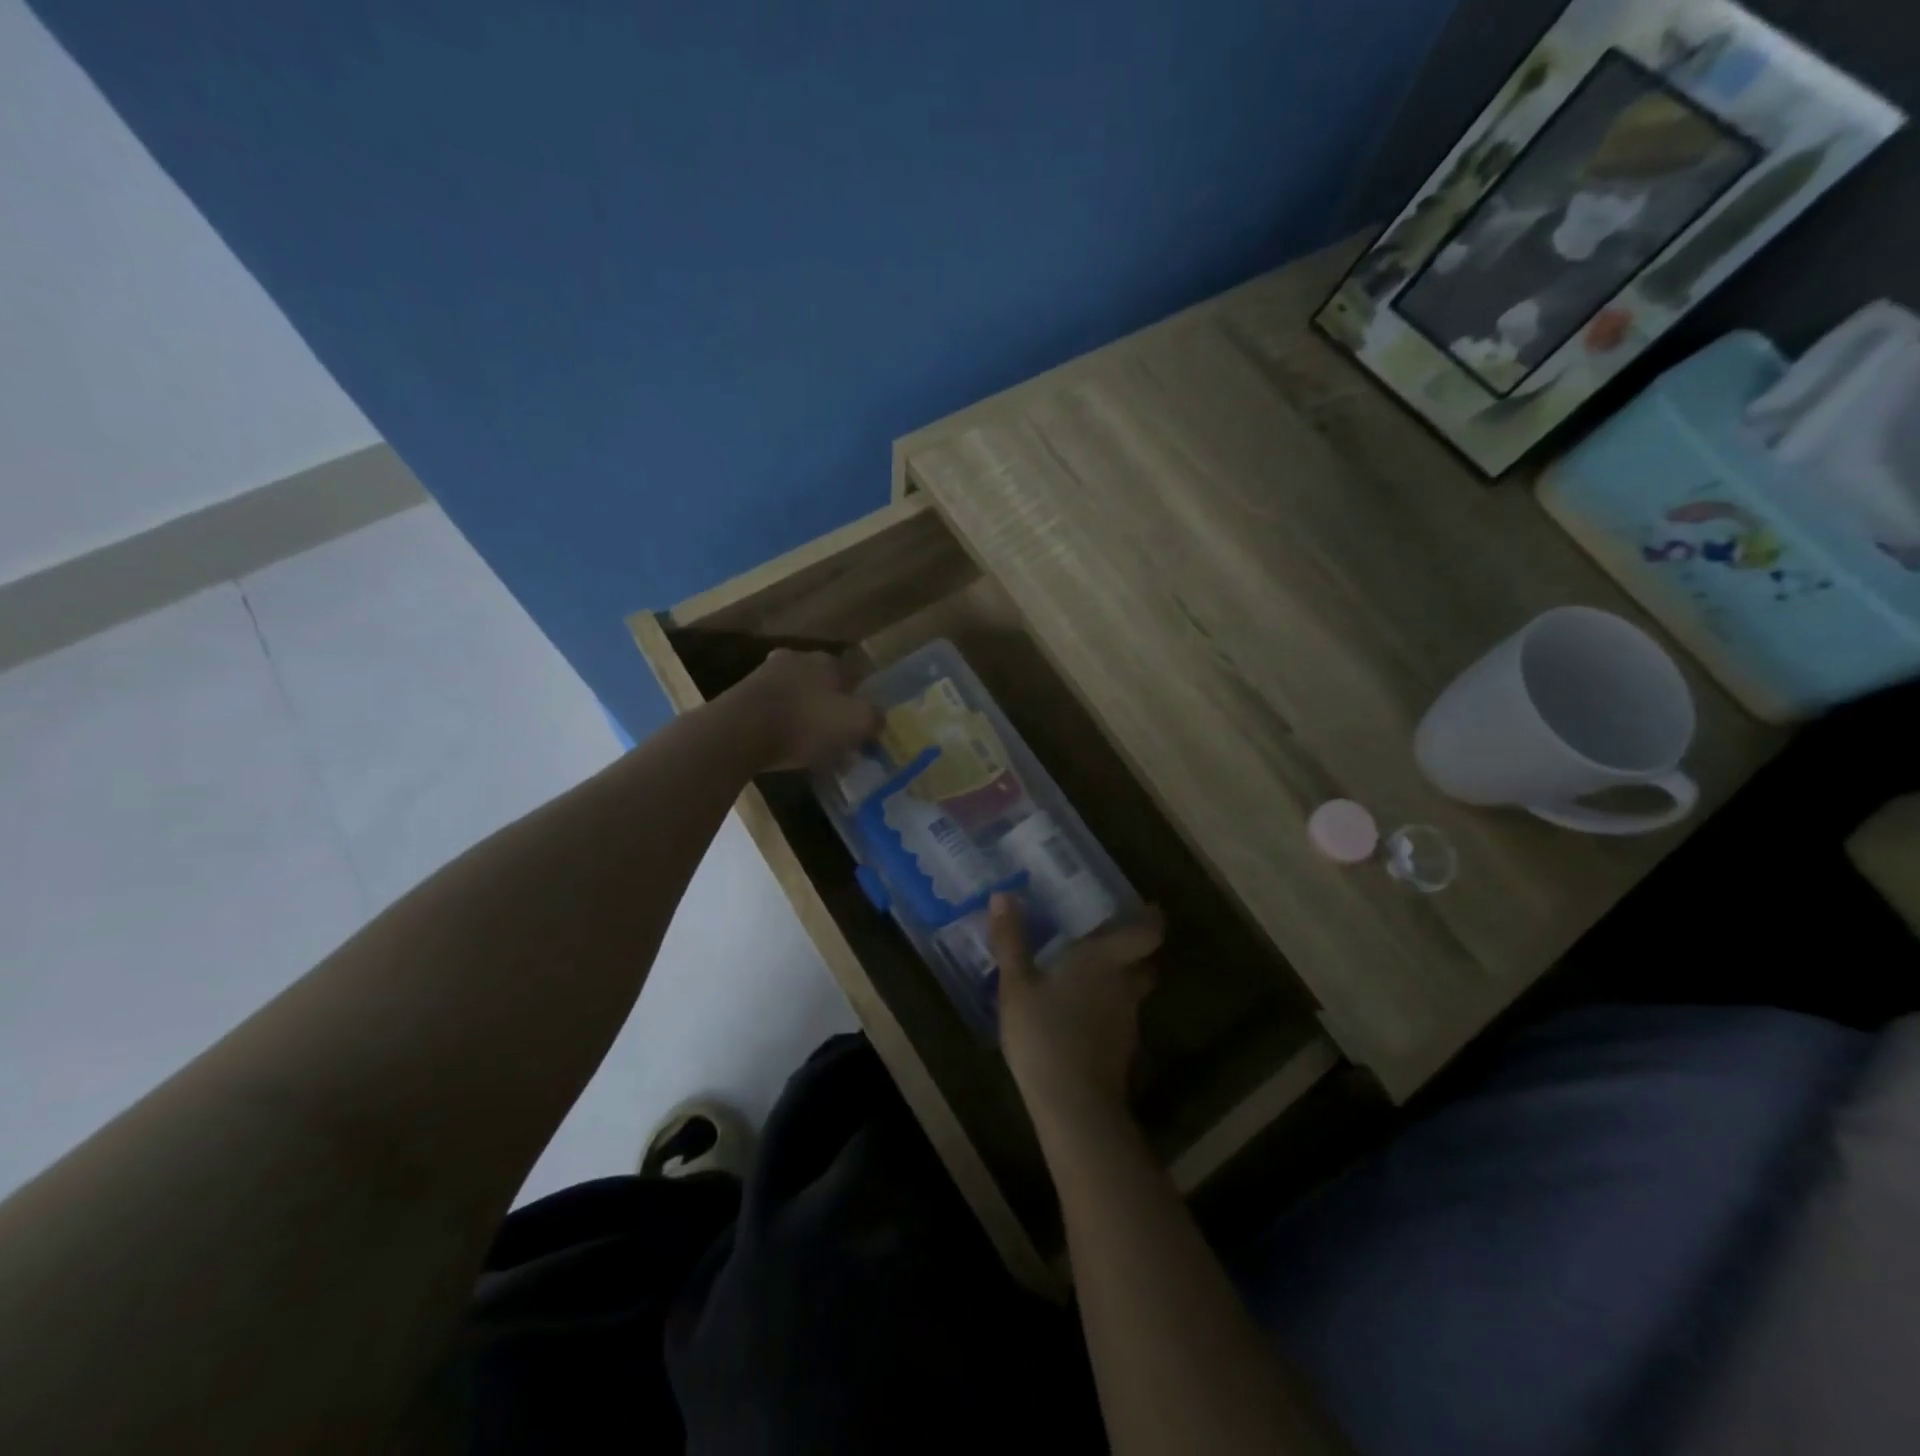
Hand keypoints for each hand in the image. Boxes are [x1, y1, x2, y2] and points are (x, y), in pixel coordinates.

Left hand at [724, 648, 880, 770]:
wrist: (739, 732)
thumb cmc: (806, 723)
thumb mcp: (856, 723)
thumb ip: (874, 718)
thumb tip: (877, 718)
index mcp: (826, 661)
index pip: (852, 677)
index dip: (860, 702)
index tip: (861, 728)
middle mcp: (796, 660)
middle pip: (822, 687)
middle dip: (831, 711)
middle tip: (837, 740)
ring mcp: (764, 676)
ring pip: (796, 698)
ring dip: (805, 719)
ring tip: (811, 750)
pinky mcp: (741, 698)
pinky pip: (773, 713)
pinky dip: (781, 728)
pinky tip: (785, 749)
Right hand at [989, 893, 1164, 1123]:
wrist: (1074, 1107)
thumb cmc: (1044, 1033)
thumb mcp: (1016, 985)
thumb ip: (1011, 940)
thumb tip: (1003, 894)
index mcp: (1105, 960)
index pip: (1148, 932)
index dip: (1150, 918)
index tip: (1143, 907)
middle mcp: (1124, 986)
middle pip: (1143, 964)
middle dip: (1129, 954)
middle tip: (1100, 943)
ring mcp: (1126, 1022)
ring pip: (1129, 994)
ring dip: (1113, 985)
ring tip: (1080, 980)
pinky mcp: (1120, 1051)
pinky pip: (1116, 1020)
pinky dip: (1102, 1013)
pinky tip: (1075, 1018)